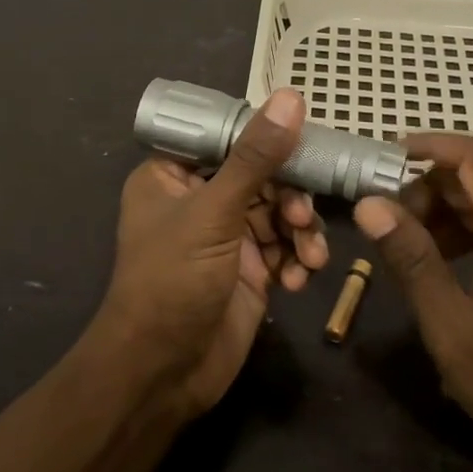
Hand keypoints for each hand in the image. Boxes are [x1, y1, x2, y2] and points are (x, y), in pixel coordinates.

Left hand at [91, 89, 327, 416]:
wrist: (164, 372)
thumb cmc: (173, 280)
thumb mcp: (213, 213)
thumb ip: (255, 158)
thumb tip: (290, 99)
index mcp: (173, 175)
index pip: (226, 137)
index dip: (265, 136)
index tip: (305, 139)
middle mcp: (200, 201)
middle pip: (261, 176)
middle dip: (290, 196)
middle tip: (301, 216)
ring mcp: (227, 238)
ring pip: (279, 214)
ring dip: (300, 231)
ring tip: (308, 255)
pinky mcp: (250, 272)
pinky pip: (285, 250)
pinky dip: (298, 261)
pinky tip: (299, 279)